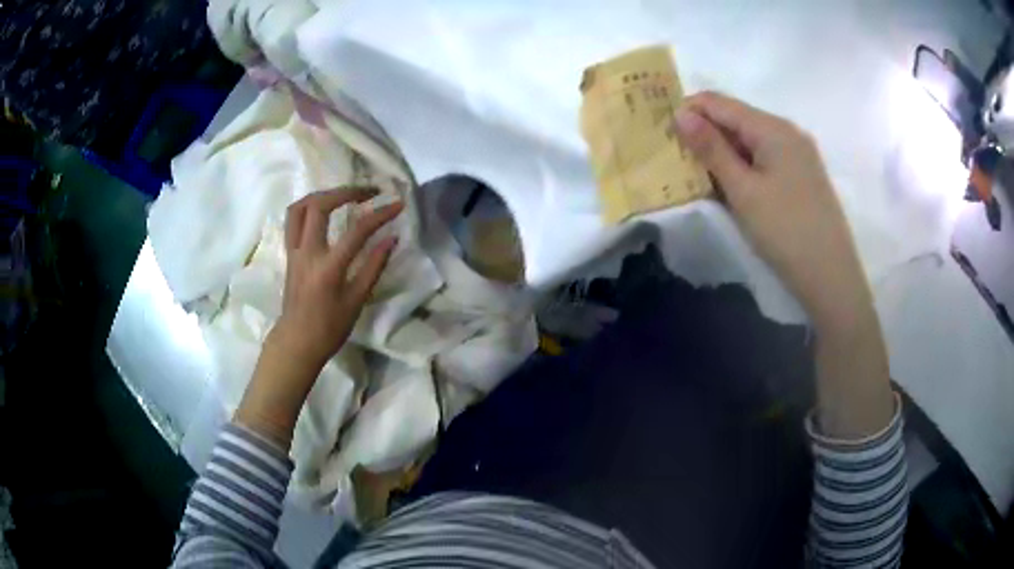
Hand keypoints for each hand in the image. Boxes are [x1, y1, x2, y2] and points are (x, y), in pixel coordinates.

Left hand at [235, 188, 402, 445]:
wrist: (297, 342)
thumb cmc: (329, 328)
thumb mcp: (356, 301)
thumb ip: (373, 267)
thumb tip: (391, 239)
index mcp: (328, 267)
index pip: (357, 230)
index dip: (380, 214)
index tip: (398, 205)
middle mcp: (307, 252)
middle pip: (320, 205)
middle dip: (346, 191)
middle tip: (368, 192)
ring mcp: (294, 250)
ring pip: (300, 207)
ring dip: (322, 194)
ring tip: (342, 195)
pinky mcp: (288, 253)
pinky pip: (293, 220)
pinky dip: (308, 207)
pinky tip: (322, 210)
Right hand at [674, 91, 869, 331]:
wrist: (832, 277)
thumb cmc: (786, 232)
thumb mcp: (743, 190)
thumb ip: (712, 149)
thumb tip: (680, 114)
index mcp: (773, 128)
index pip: (720, 102)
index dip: (689, 110)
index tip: (664, 132)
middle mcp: (788, 131)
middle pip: (737, 118)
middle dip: (706, 132)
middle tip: (677, 157)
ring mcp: (799, 153)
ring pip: (751, 139)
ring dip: (724, 150)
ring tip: (699, 173)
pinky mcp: (803, 174)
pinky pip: (766, 156)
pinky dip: (744, 164)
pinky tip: (732, 184)